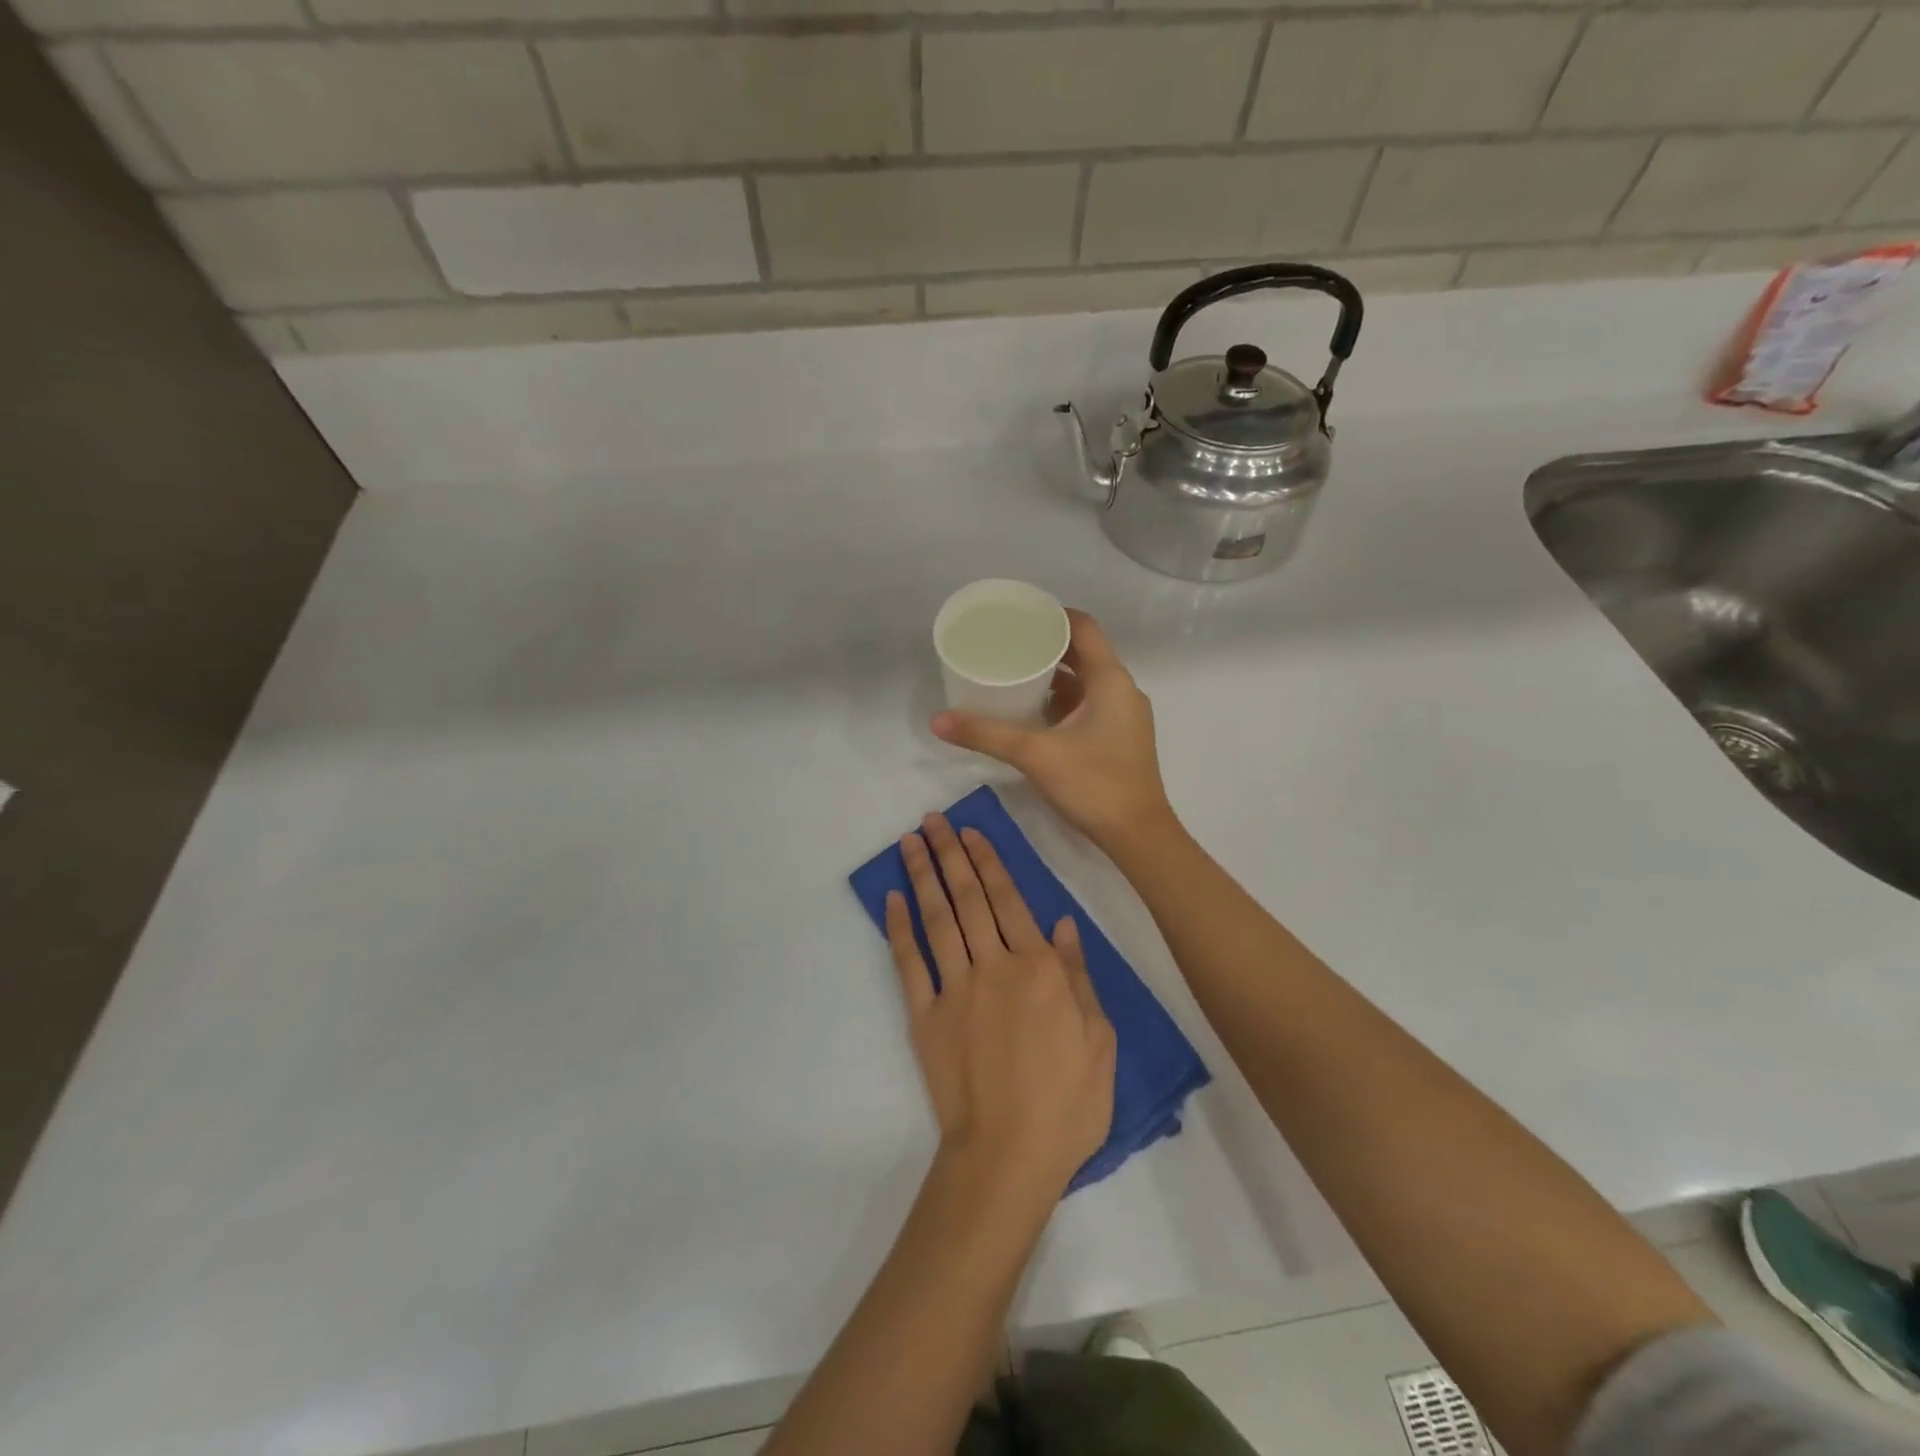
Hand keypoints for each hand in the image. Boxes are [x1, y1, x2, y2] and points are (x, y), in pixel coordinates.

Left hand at [887, 814, 1115, 1194]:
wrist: (1010, 1157)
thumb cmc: (1068, 1104)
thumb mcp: (1099, 1040)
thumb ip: (1078, 977)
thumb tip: (1063, 924)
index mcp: (1039, 969)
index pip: (1010, 901)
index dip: (990, 863)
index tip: (972, 833)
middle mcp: (994, 966)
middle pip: (969, 899)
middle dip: (951, 855)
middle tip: (934, 821)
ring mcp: (955, 990)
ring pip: (938, 919)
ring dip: (924, 877)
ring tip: (912, 842)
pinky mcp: (925, 1017)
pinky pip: (909, 964)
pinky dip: (899, 928)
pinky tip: (892, 899)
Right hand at [930, 610, 1174, 851]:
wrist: (1138, 836)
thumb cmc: (1094, 784)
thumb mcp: (1034, 754)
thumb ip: (985, 734)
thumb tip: (937, 720)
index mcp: (1110, 680)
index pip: (1083, 627)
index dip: (1052, 616)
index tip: (1018, 617)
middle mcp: (1121, 690)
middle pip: (1083, 653)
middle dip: (1046, 647)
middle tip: (1007, 645)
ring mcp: (1123, 716)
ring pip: (1086, 682)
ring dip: (1054, 676)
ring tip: (1014, 674)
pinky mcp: (1119, 738)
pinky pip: (1089, 705)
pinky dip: (1063, 701)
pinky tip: (1033, 713)